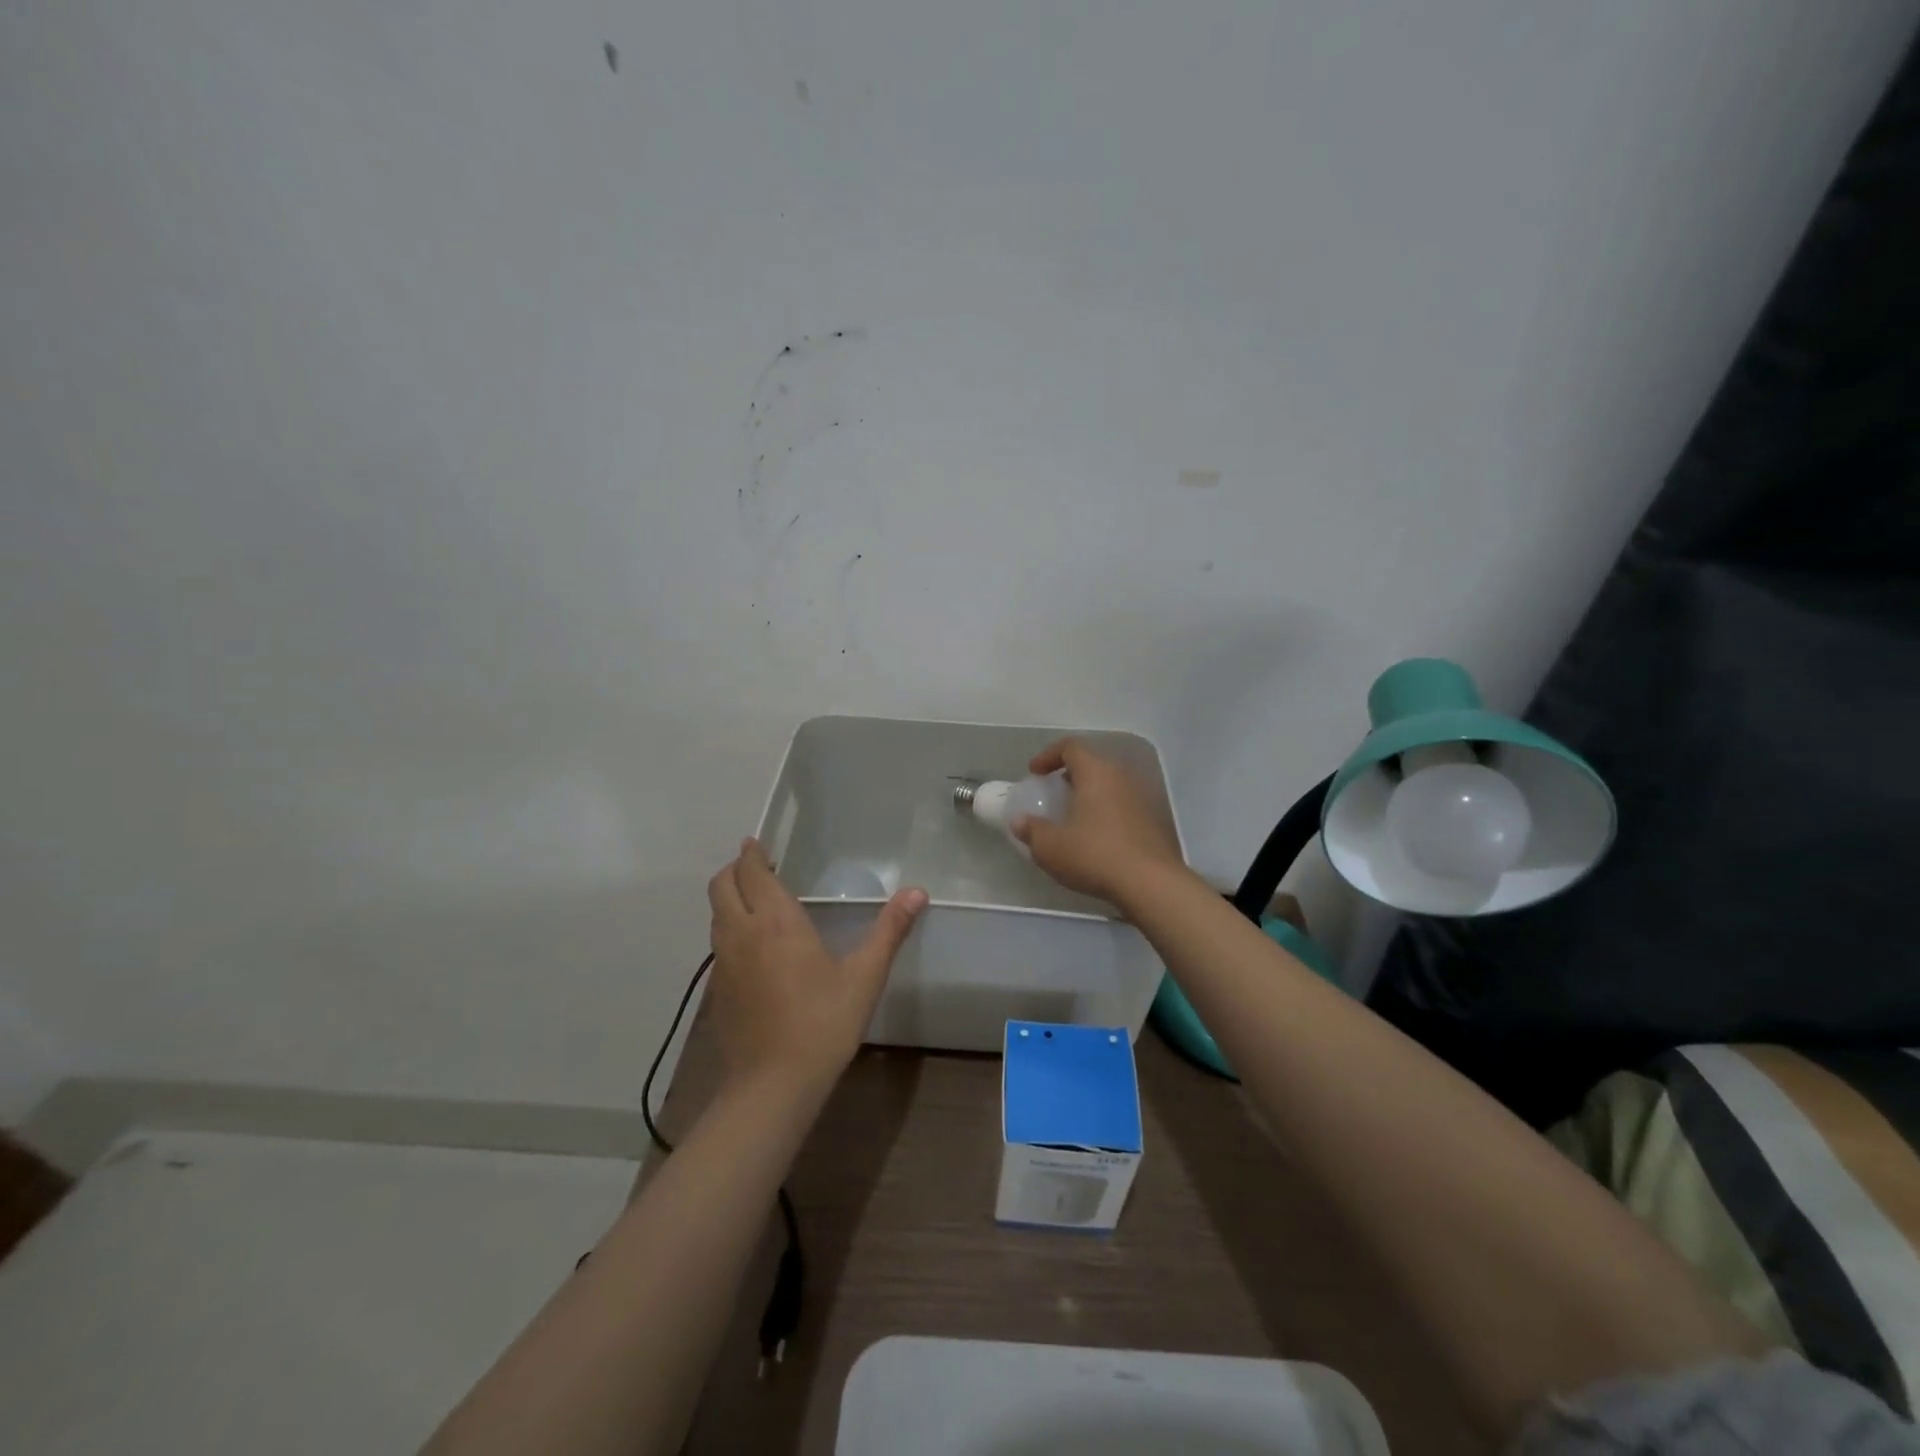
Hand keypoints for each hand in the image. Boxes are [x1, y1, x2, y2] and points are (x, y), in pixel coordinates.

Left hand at [706, 840, 927, 1097]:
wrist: (774, 1084)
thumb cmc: (823, 1023)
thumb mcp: (864, 976)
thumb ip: (889, 930)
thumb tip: (917, 892)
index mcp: (776, 921)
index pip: (751, 872)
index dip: (751, 854)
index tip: (757, 844)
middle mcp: (742, 933)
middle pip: (721, 886)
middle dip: (734, 870)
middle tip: (759, 868)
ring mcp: (723, 962)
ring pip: (716, 914)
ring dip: (730, 898)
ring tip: (756, 902)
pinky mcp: (717, 989)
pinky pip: (718, 943)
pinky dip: (729, 929)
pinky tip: (754, 948)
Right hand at [1011, 739, 1186, 906]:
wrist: (1152, 884)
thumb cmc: (1095, 856)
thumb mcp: (1051, 848)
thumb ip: (1031, 830)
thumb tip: (1020, 821)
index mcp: (1096, 773)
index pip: (1071, 746)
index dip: (1049, 755)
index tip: (1035, 773)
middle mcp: (1122, 778)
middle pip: (1093, 764)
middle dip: (1070, 775)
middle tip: (1054, 794)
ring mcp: (1143, 798)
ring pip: (1110, 785)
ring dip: (1090, 795)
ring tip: (1074, 818)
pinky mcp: (1154, 821)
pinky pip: (1123, 806)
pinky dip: (1106, 812)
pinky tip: (1097, 838)